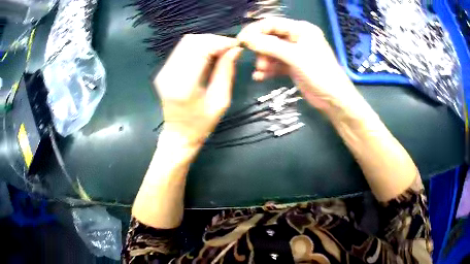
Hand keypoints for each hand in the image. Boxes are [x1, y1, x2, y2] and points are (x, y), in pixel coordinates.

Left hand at [154, 34, 242, 147]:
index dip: (220, 42)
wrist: (178, 135)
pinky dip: (198, 48)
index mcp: (184, 85)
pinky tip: (208, 55)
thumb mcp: (220, 100)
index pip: (200, 49)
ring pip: (185, 43)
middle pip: (191, 41)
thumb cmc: (202, 124)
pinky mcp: (163, 71)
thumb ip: (226, 72)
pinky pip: (181, 50)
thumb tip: (235, 50)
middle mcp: (169, 74)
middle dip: (213, 40)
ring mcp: (163, 71)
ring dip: (206, 42)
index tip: (236, 45)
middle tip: (229, 48)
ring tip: (221, 51)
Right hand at [238, 18, 361, 114]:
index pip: (273, 23)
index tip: (241, 40)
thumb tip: (246, 39)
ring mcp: (295, 53)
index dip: (256, 30)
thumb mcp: (295, 57)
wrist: (333, 99)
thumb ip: (270, 46)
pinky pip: (276, 64)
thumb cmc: (319, 73)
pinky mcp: (293, 66)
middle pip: (271, 37)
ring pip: (272, 52)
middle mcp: (297, 38)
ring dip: (264, 61)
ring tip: (261, 71)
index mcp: (301, 29)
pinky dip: (268, 70)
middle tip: (256, 60)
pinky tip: (260, 77)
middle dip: (261, 49)